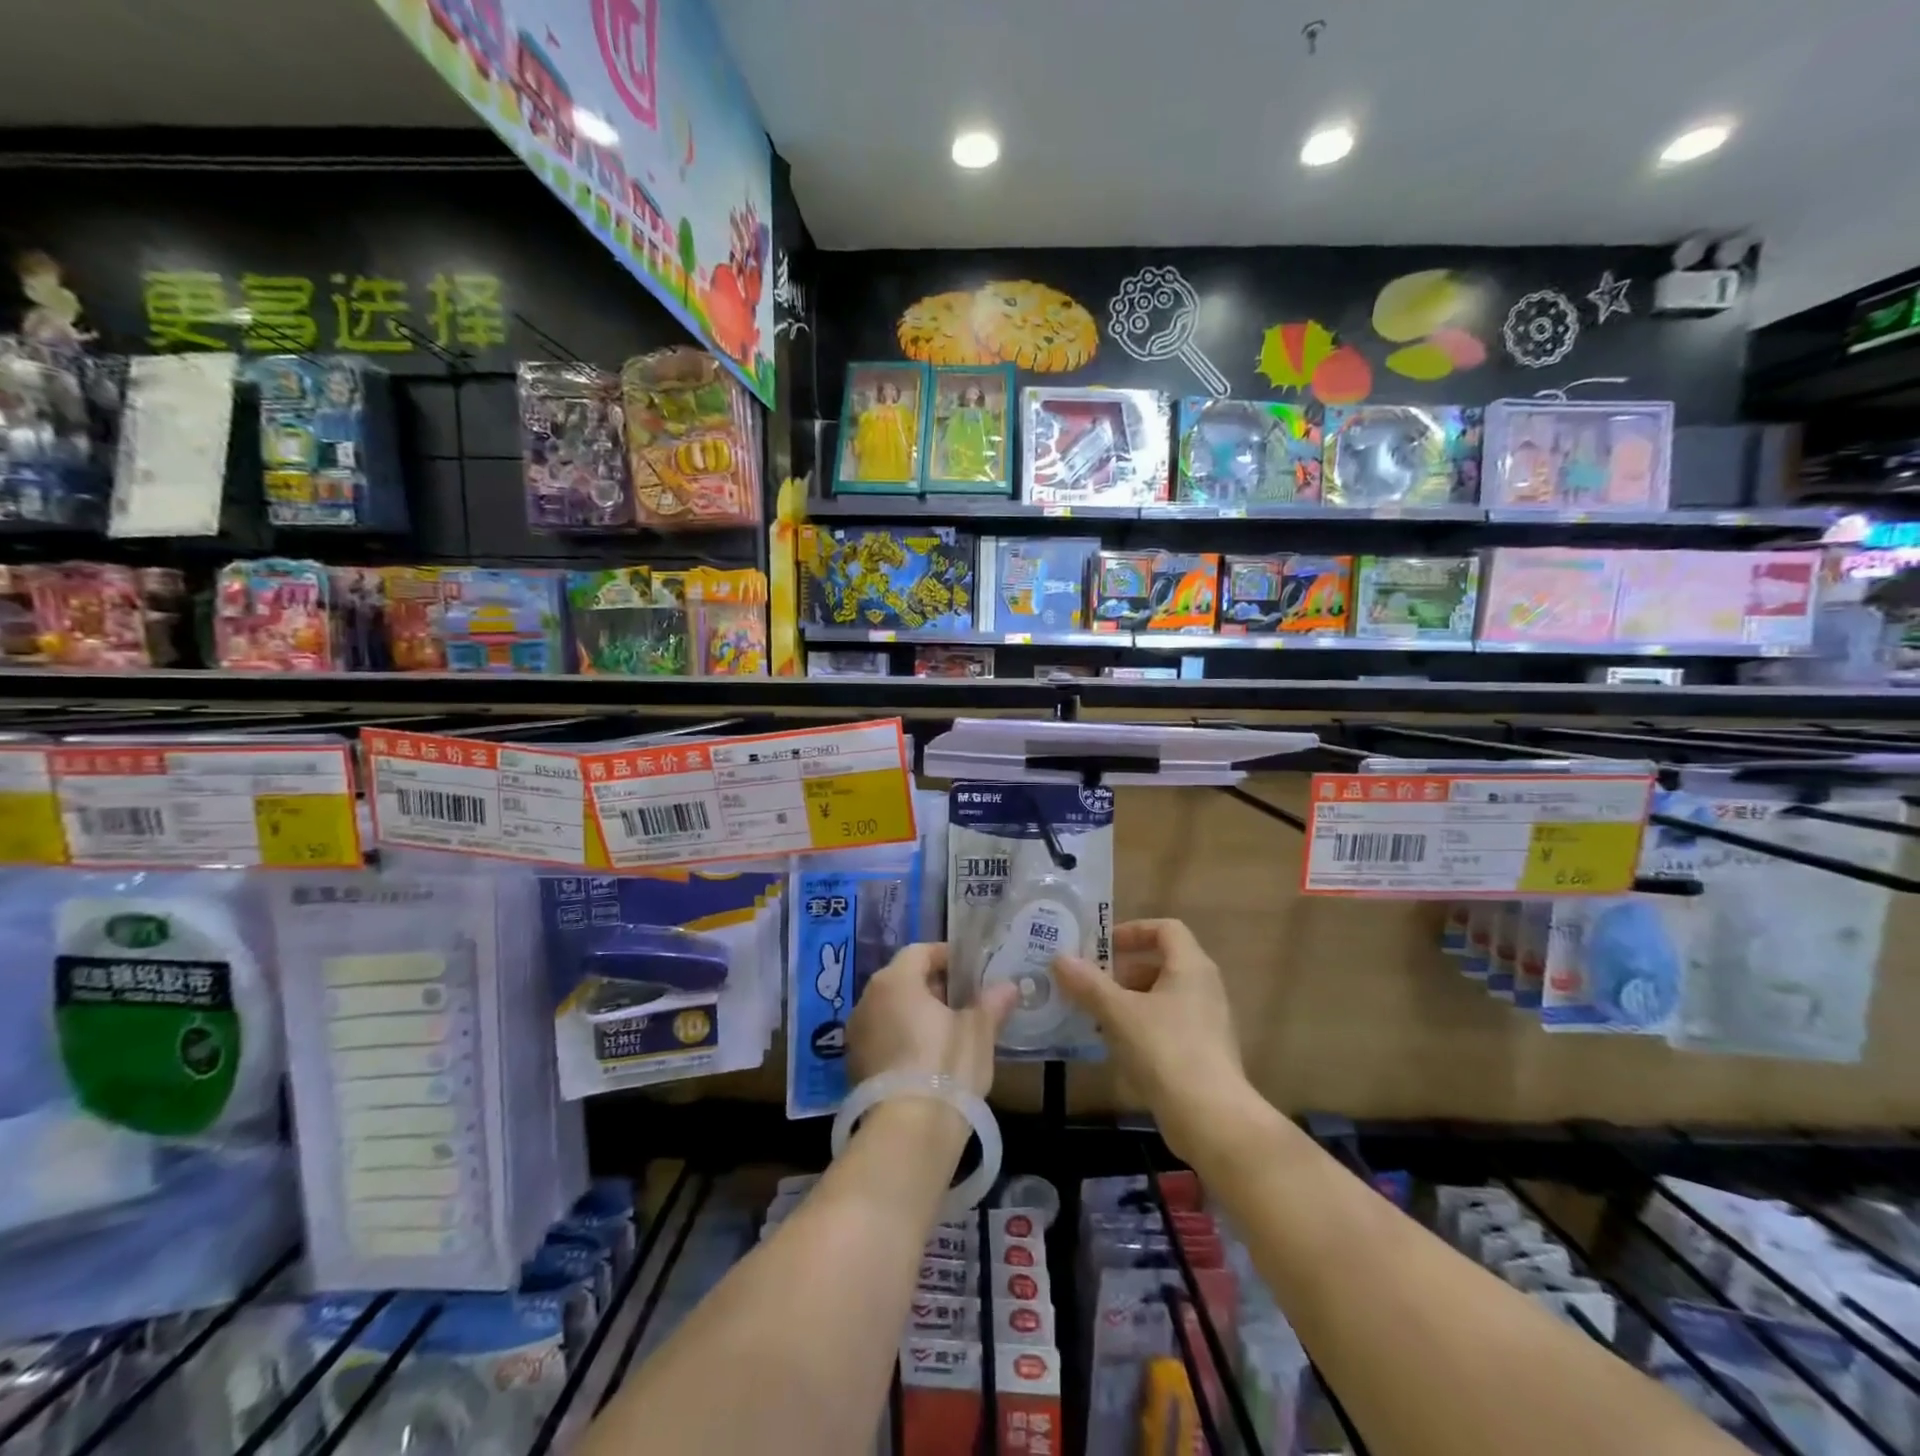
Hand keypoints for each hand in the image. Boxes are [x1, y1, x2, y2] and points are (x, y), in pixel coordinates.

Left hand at [848, 942, 1017, 1099]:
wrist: (907, 1133)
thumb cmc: (945, 1066)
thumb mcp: (978, 1032)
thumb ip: (991, 1004)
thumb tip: (1008, 987)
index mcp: (895, 980)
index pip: (920, 952)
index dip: (947, 957)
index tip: (971, 972)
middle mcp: (867, 999)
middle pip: (903, 979)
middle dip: (933, 987)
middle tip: (965, 1002)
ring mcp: (856, 1035)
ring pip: (891, 1010)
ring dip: (917, 1014)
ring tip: (949, 1032)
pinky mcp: (855, 1067)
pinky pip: (882, 1038)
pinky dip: (903, 1039)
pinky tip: (927, 1060)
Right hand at [1053, 920, 1252, 1163]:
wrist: (1212, 1119)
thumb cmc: (1165, 1050)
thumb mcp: (1119, 1013)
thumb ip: (1088, 984)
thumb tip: (1060, 958)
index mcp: (1191, 967)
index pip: (1166, 929)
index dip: (1133, 931)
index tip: (1103, 947)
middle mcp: (1205, 987)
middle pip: (1162, 963)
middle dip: (1123, 971)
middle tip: (1091, 985)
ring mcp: (1208, 1022)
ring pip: (1163, 997)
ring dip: (1129, 1002)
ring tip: (1097, 1018)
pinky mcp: (1204, 1053)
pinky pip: (1168, 1026)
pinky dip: (1142, 1027)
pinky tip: (1118, 1048)